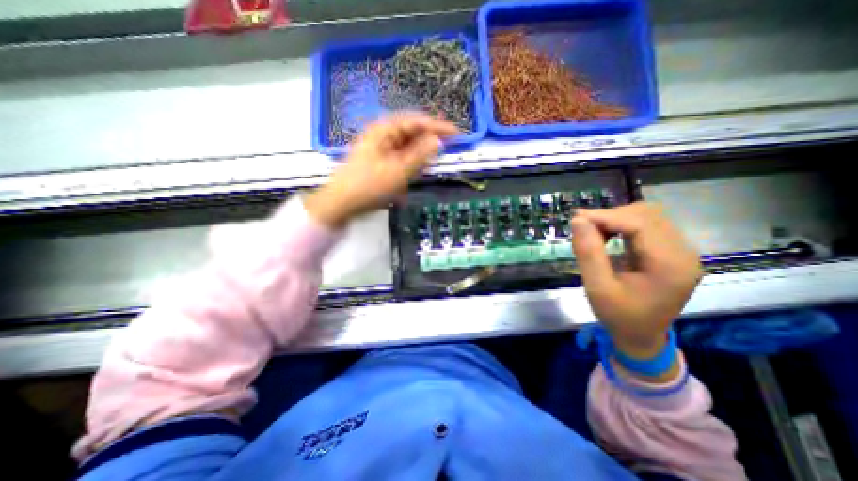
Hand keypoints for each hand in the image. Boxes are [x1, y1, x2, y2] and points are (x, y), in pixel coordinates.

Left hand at [305, 114, 457, 226]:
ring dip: (421, 152)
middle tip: (448, 147)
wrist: (341, 204)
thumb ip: (420, 155)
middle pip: (411, 132)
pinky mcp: (379, 162)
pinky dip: (411, 163)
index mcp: (384, 130)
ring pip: (406, 146)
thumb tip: (438, 141)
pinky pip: (400, 158)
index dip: (437, 126)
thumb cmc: (369, 186)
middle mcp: (381, 135)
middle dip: (430, 139)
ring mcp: (379, 149)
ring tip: (434, 160)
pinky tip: (416, 170)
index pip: (416, 122)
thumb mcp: (398, 171)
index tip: (456, 133)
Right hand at [572, 202, 699, 360]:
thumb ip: (588, 253)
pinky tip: (607, 236)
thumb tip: (577, 220)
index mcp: (669, 265)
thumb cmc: (618, 316)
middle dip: (610, 216)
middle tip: (582, 228)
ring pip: (647, 216)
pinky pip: (647, 226)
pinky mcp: (672, 252)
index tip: (576, 219)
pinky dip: (622, 225)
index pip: (639, 223)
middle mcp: (683, 252)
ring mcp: (680, 251)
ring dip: (616, 219)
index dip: (605, 216)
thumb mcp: (597, 287)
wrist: (642, 338)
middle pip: (646, 215)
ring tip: (593, 233)